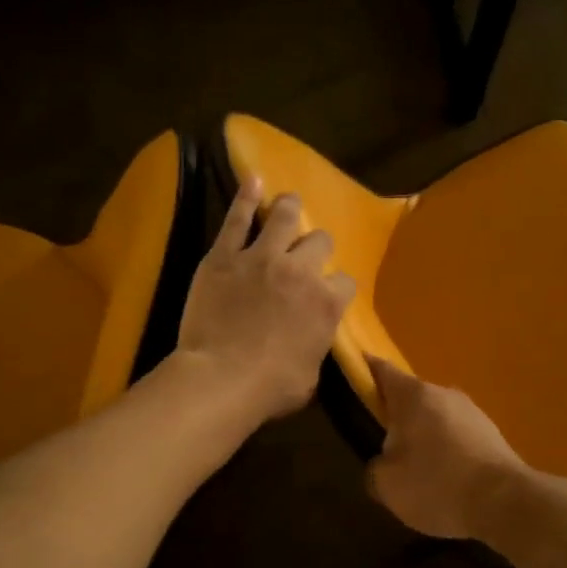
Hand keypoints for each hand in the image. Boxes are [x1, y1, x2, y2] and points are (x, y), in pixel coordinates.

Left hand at [176, 176, 355, 423]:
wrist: (221, 379)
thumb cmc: (270, 388)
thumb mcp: (311, 375)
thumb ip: (316, 346)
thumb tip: (312, 340)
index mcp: (327, 303)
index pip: (345, 281)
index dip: (337, 286)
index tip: (328, 294)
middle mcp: (301, 270)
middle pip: (320, 242)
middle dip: (317, 247)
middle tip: (306, 255)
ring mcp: (261, 258)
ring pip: (284, 217)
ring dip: (290, 208)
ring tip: (289, 202)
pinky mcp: (224, 255)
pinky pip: (237, 218)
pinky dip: (246, 197)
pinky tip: (253, 180)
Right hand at [365, 356, 528, 539]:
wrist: (504, 503)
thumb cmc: (435, 484)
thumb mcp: (386, 484)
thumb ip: (375, 468)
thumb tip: (383, 463)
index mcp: (413, 395)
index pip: (381, 370)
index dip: (364, 370)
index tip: (351, 374)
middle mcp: (444, 393)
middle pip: (411, 397)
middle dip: (396, 416)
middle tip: (382, 445)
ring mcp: (473, 412)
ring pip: (436, 418)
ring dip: (424, 436)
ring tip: (416, 471)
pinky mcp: (492, 435)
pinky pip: (458, 437)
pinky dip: (447, 452)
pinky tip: (445, 481)